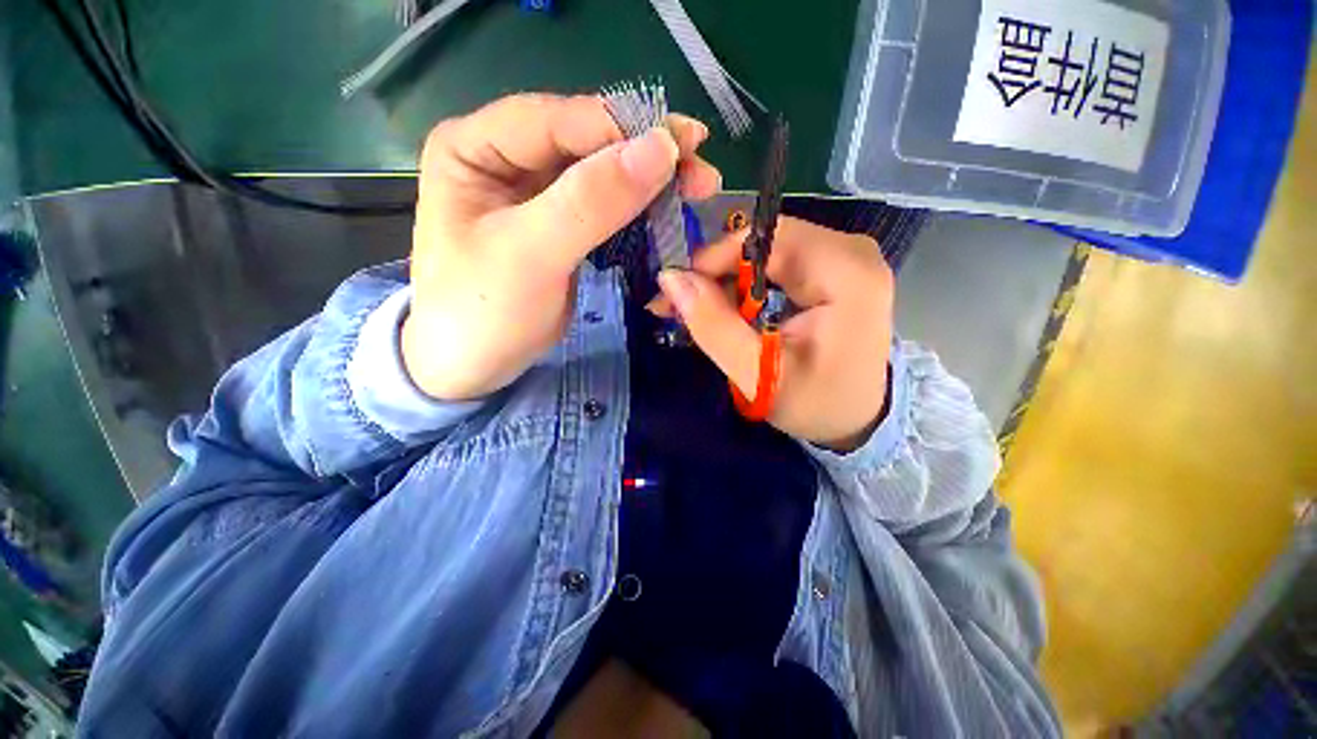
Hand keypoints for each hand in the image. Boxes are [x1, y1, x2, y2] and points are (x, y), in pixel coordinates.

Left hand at [402, 94, 720, 399]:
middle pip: (586, 142)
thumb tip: (660, 148)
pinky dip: (639, 211)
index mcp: (476, 146)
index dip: (624, 130)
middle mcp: (505, 157)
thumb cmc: (483, 312)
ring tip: (698, 189)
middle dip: (646, 155)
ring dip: (650, 183)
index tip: (683, 148)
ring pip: (602, 174)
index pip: (560, 120)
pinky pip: (605, 208)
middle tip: (702, 170)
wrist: (472, 367)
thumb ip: (591, 201)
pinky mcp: (559, 226)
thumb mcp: (531, 254)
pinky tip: (668, 213)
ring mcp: (535, 194)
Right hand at [654, 218, 893, 450]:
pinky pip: (780, 259)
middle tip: (682, 303)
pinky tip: (732, 306)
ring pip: (769, 249)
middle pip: (767, 241)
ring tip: (701, 308)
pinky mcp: (837, 266)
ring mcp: (848, 256)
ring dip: (729, 277)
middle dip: (718, 271)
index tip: (677, 291)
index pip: (767, 240)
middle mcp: (854, 252)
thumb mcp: (758, 374)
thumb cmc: (815, 403)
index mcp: (848, 275)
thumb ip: (713, 326)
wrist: (858, 417)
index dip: (714, 259)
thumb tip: (670, 279)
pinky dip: (748, 281)